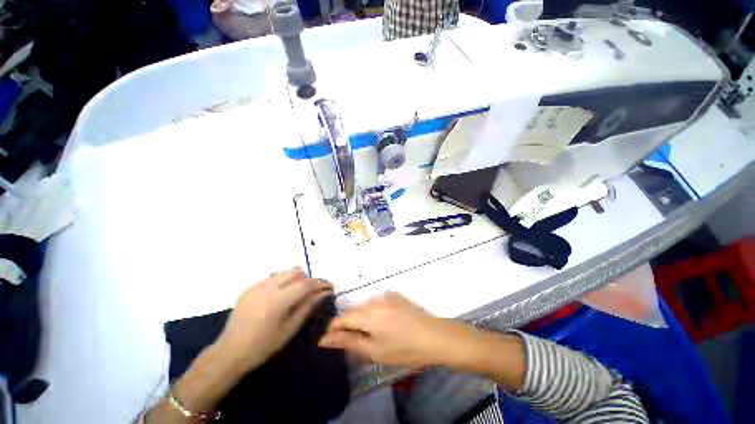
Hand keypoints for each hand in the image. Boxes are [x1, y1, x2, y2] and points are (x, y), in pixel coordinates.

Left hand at [215, 268, 332, 371]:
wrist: (229, 353)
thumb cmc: (263, 346)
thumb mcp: (290, 328)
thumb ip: (308, 307)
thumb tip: (324, 293)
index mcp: (278, 300)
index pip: (306, 284)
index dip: (321, 283)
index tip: (330, 286)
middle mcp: (268, 287)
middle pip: (296, 272)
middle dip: (309, 279)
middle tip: (315, 291)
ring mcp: (257, 285)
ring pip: (285, 272)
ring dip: (297, 278)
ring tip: (300, 292)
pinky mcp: (250, 287)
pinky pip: (273, 277)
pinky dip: (283, 281)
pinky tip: (282, 295)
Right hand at [319, 292, 475, 368]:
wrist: (435, 336)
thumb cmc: (405, 349)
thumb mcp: (375, 351)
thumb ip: (349, 342)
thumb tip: (325, 339)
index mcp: (368, 314)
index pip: (341, 318)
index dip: (333, 329)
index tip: (330, 340)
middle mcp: (374, 300)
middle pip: (353, 310)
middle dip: (349, 324)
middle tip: (356, 340)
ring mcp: (386, 295)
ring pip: (365, 305)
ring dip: (363, 317)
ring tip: (373, 333)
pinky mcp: (395, 295)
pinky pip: (377, 301)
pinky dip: (375, 311)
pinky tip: (386, 322)